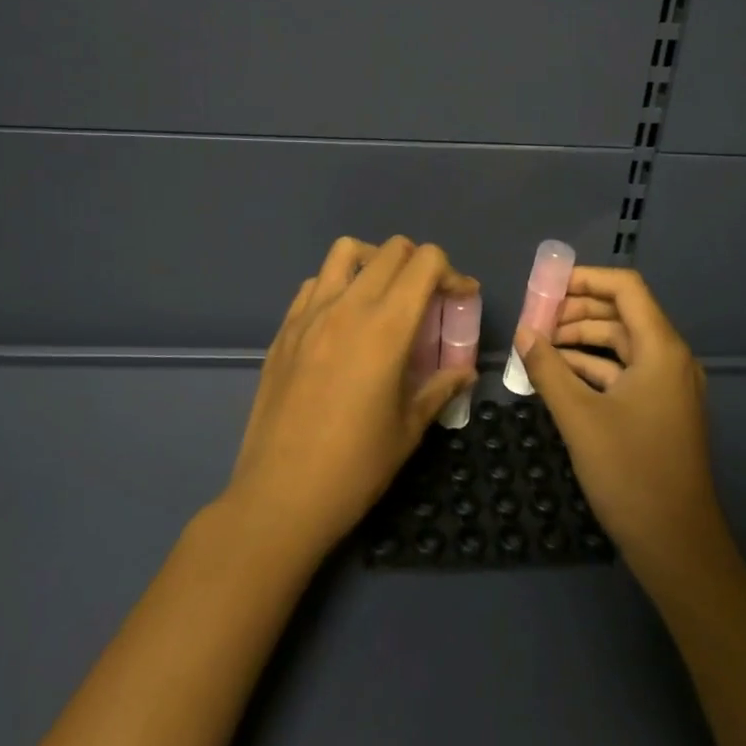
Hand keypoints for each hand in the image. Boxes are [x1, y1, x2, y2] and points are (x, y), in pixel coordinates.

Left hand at [224, 236, 480, 559]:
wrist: (280, 496)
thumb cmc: (355, 467)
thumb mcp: (410, 428)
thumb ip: (441, 388)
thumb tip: (465, 372)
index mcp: (386, 327)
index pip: (425, 262)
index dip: (452, 272)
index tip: (462, 297)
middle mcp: (347, 306)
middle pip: (392, 250)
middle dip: (420, 265)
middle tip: (429, 299)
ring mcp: (310, 314)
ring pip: (346, 251)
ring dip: (375, 262)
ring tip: (385, 296)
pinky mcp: (284, 330)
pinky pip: (314, 283)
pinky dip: (338, 284)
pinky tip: (344, 320)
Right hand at [512, 266, 734, 589]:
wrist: (677, 546)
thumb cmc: (630, 473)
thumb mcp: (579, 418)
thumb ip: (548, 369)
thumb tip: (523, 332)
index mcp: (661, 349)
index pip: (626, 288)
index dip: (586, 279)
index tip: (546, 287)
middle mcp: (671, 359)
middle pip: (623, 314)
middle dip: (577, 311)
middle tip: (535, 319)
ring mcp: (669, 387)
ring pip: (622, 345)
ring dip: (582, 340)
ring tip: (540, 346)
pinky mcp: (661, 411)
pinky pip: (625, 373)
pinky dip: (593, 368)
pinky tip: (559, 376)